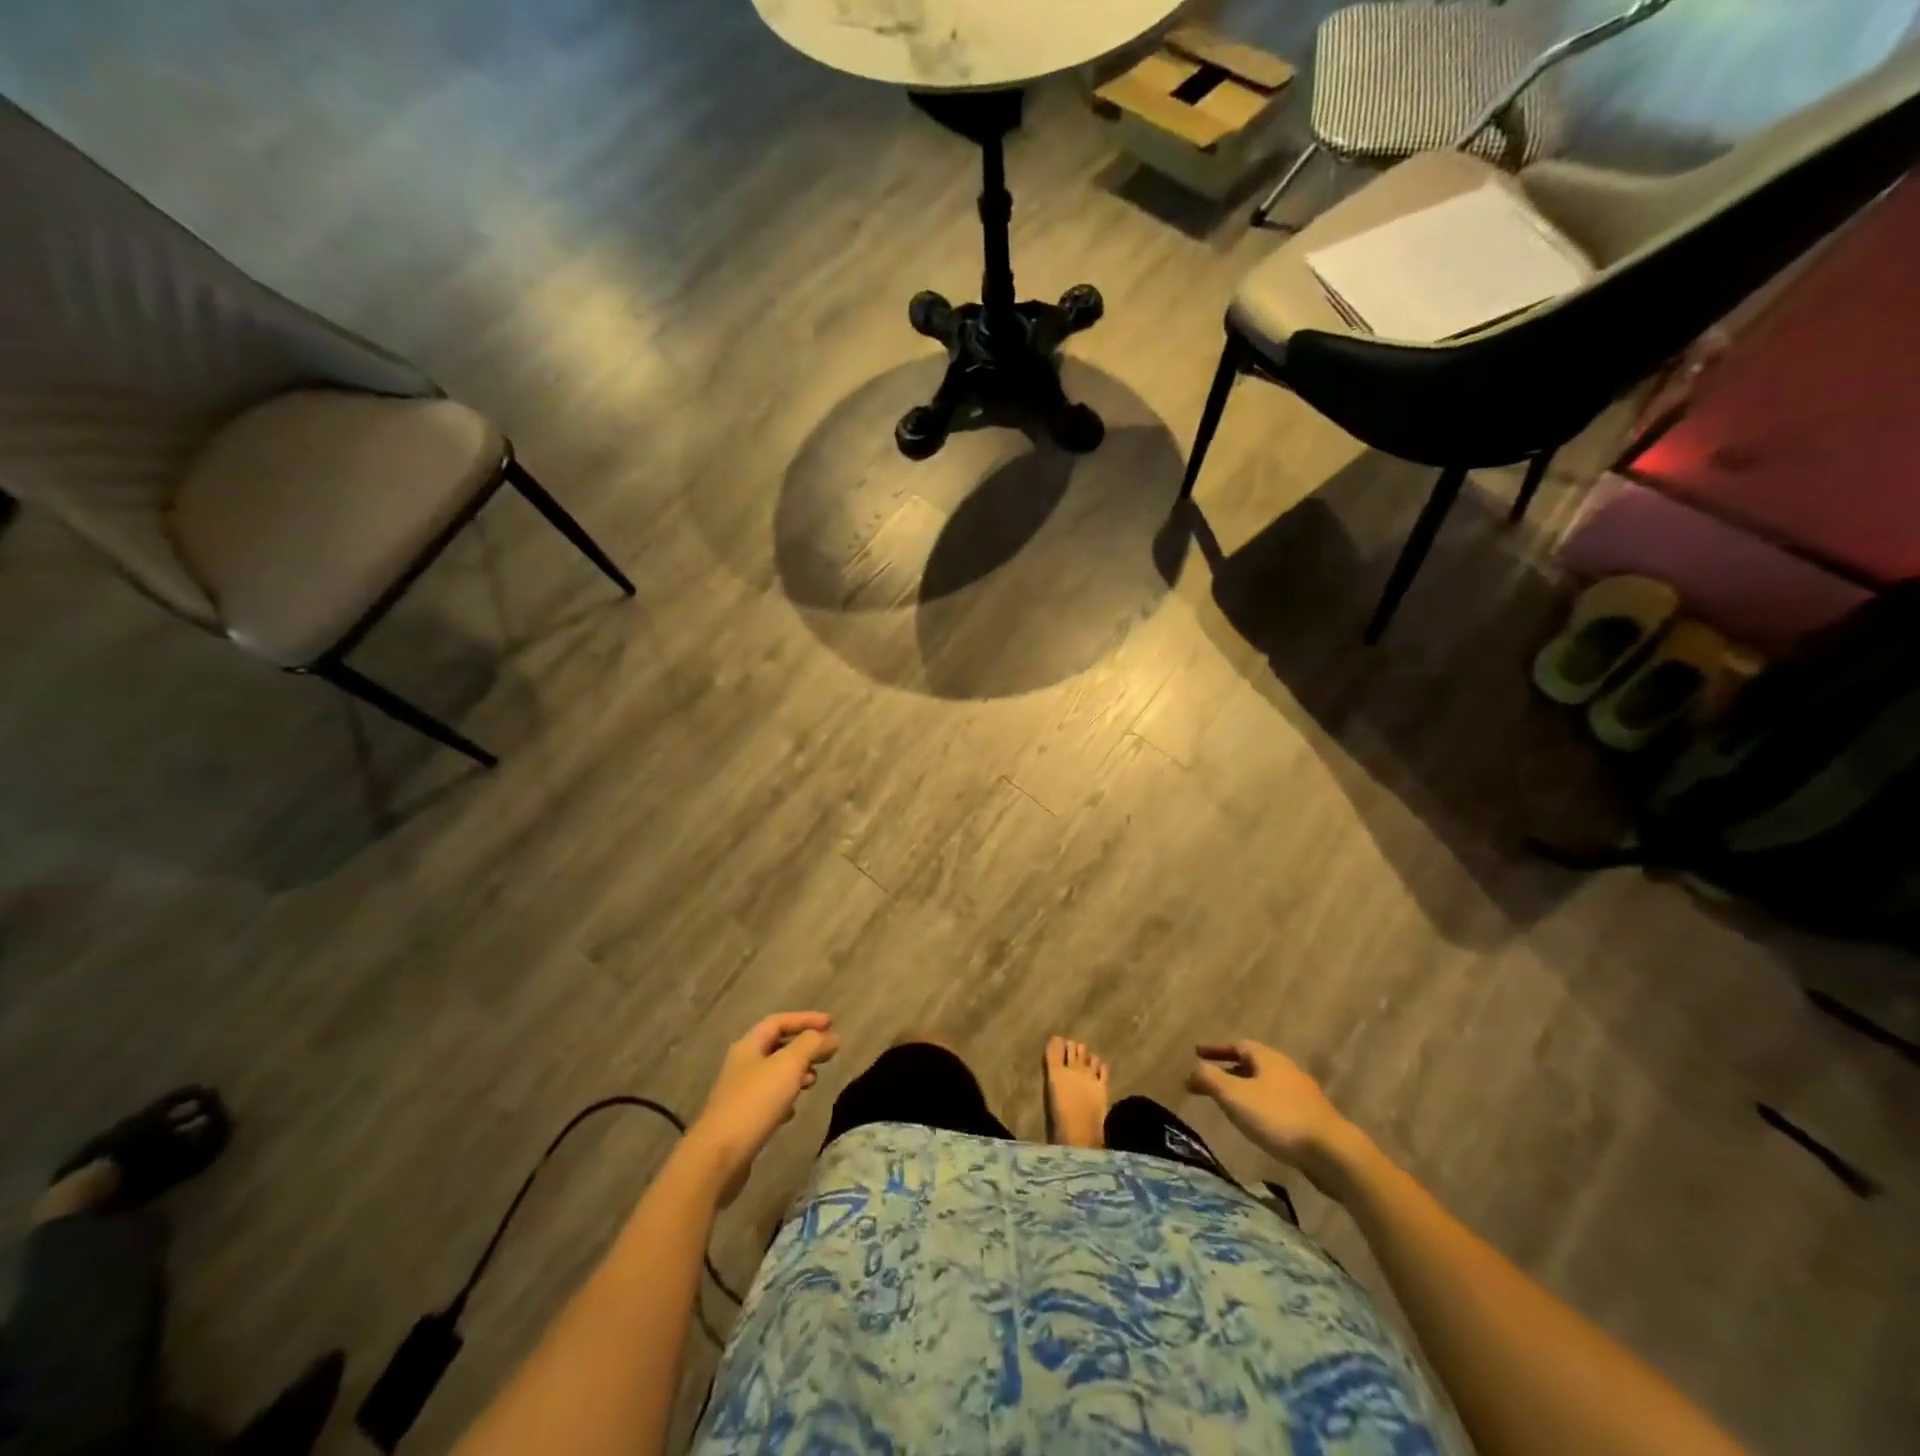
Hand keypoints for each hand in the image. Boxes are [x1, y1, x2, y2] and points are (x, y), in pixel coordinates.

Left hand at [687, 1013, 838, 1204]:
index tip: (831, 1024)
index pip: (778, 1021)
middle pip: (776, 1046)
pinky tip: (794, 1110)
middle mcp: (742, 1064)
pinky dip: (786, 1097)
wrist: (718, 1157)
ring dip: (797, 1072)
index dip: (805, 1019)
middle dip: (804, 1047)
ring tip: (814, 1081)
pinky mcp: (742, 1119)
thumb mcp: (788, 1065)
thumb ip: (811, 1045)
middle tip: (827, 1054)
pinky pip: (769, 1099)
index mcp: (749, 1045)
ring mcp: (740, 1093)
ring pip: (774, 1074)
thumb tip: (831, 1037)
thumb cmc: (755, 1102)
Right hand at [1187, 1040, 1366, 1197]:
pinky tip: (1256, 1124)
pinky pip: (1277, 1104)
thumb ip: (1209, 1079)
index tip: (1196, 1053)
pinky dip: (1260, 1107)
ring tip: (1230, 1104)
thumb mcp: (1235, 1096)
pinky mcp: (1311, 1119)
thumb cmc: (1279, 1118)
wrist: (1333, 1154)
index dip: (1215, 1049)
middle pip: (1253, 1064)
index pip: (1237, 1045)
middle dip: (1229, 1069)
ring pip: (1266, 1085)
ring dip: (1245, 1089)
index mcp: (1268, 1059)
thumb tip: (1191, 1071)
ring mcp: (1302, 1095)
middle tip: (1210, 1080)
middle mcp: (1286, 1070)